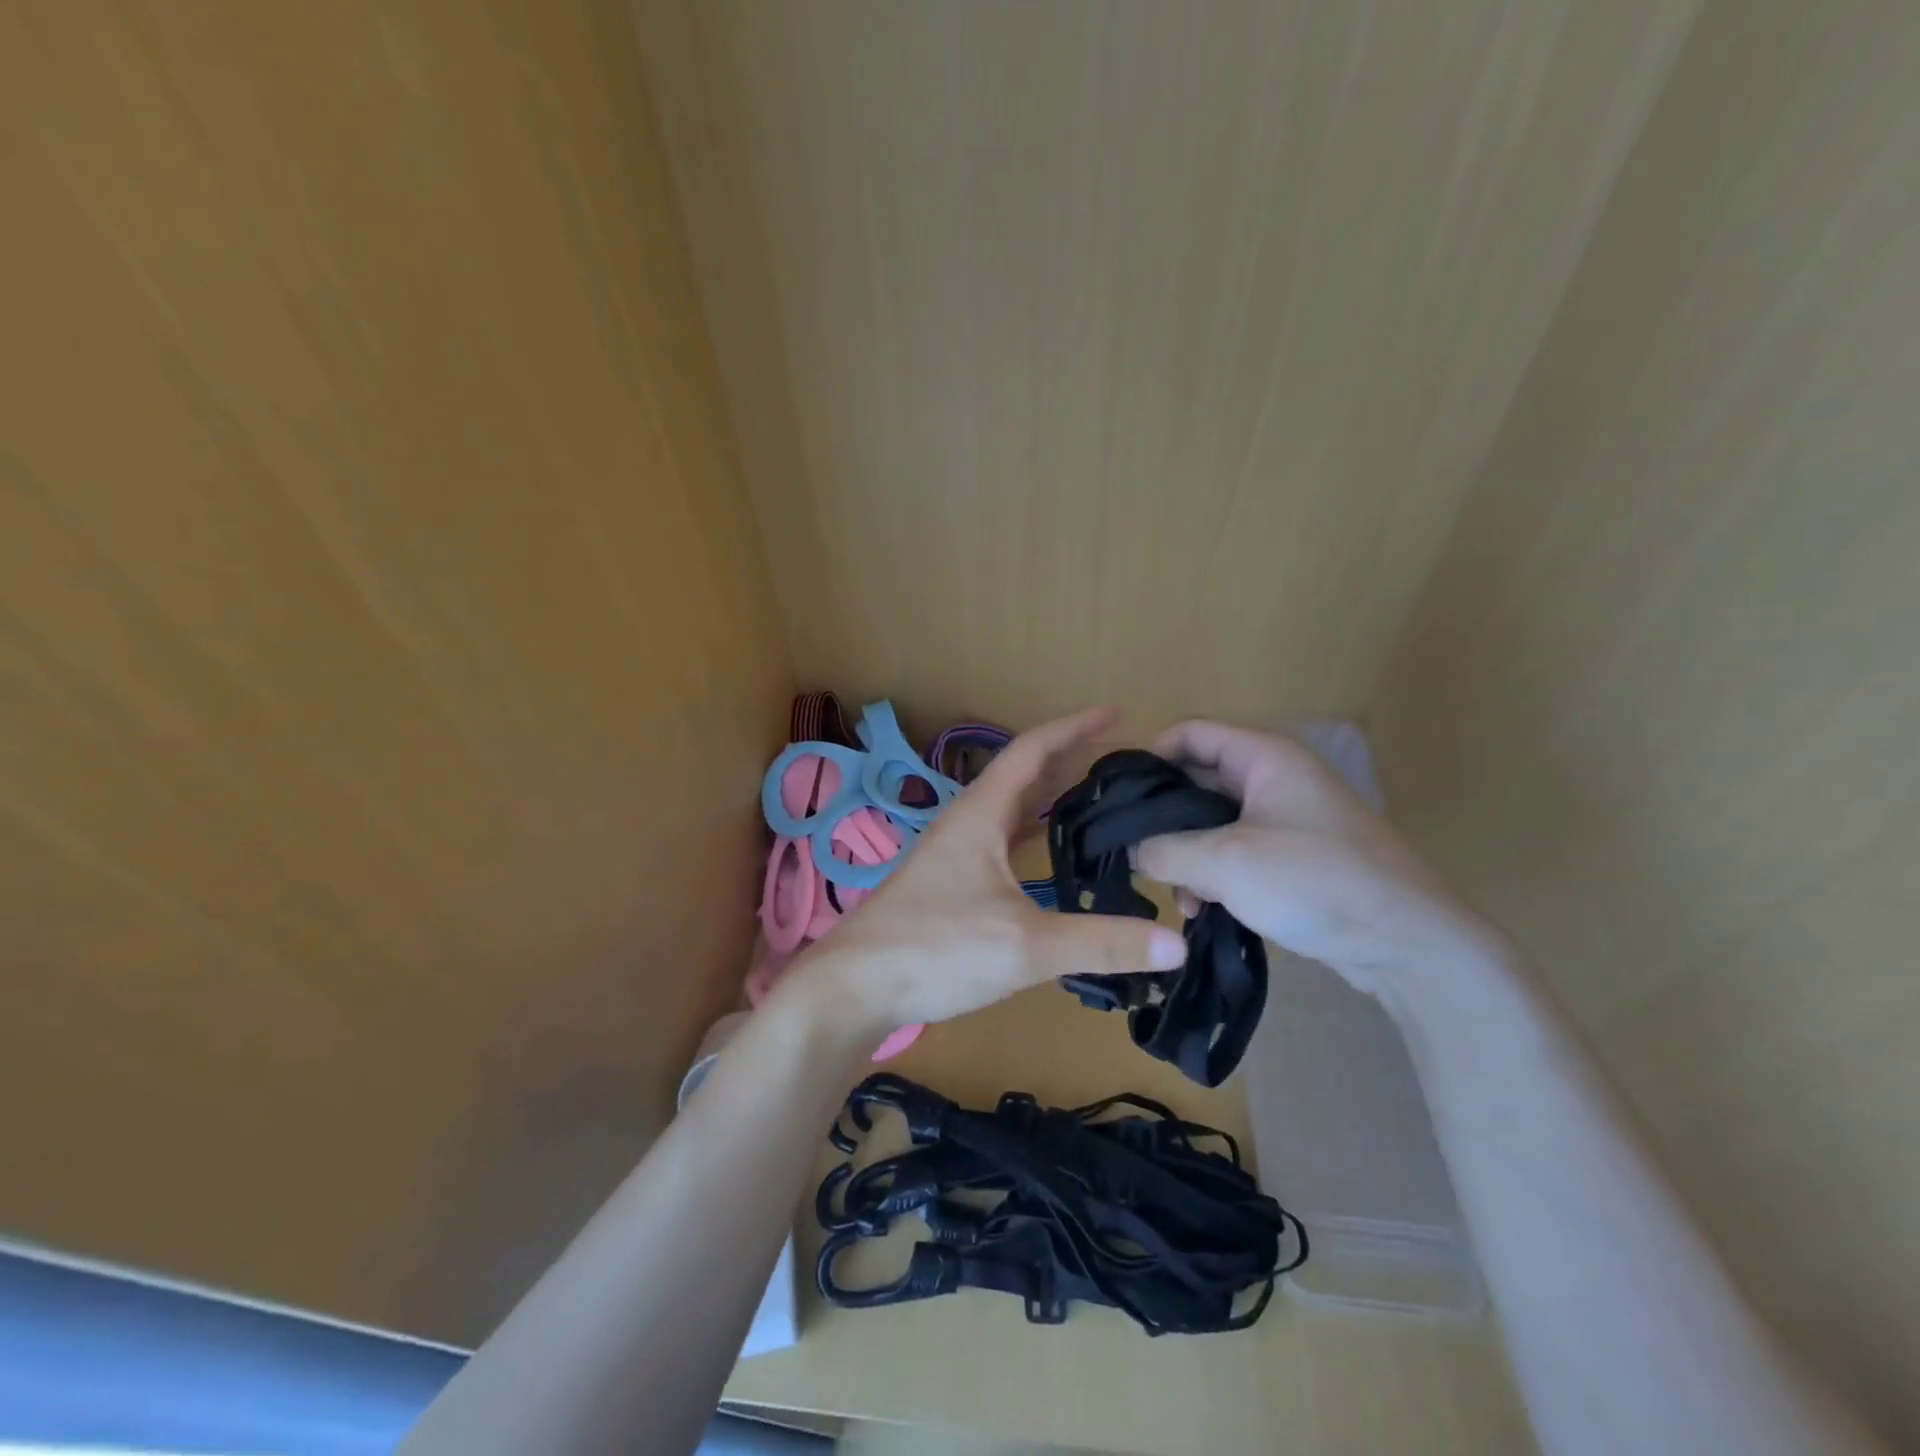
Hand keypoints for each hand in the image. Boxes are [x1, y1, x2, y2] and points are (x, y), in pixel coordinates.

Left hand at [780, 708, 1188, 1032]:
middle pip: (1024, 775)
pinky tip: (1050, 852)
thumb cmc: (936, 950)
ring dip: (1051, 796)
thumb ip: (1101, 943)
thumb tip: (1178, 944)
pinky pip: (1002, 841)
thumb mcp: (1026, 946)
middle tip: (1121, 759)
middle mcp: (966, 823)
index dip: (1075, 728)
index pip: (1033, 750)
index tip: (1116, 714)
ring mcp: (954, 854)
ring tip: (1096, 796)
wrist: (854, 988)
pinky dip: (1033, 834)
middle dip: (1071, 759)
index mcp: (981, 814)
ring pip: (1011, 810)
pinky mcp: (949, 884)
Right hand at [1133, 721, 1492, 997]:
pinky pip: (1234, 851)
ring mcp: (1285, 817)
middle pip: (1197, 780)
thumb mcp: (1224, 863)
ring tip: (1175, 894)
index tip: (1118, 798)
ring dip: (1186, 854)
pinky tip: (1201, 909)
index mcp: (1263, 756)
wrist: (1405, 941)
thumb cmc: (1313, 880)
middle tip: (1135, 852)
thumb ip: (1163, 850)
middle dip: (1164, 818)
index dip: (1149, 757)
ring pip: (1212, 822)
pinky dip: (1212, 874)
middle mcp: (1274, 777)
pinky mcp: (1292, 856)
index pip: (1190, 733)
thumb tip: (1129, 848)